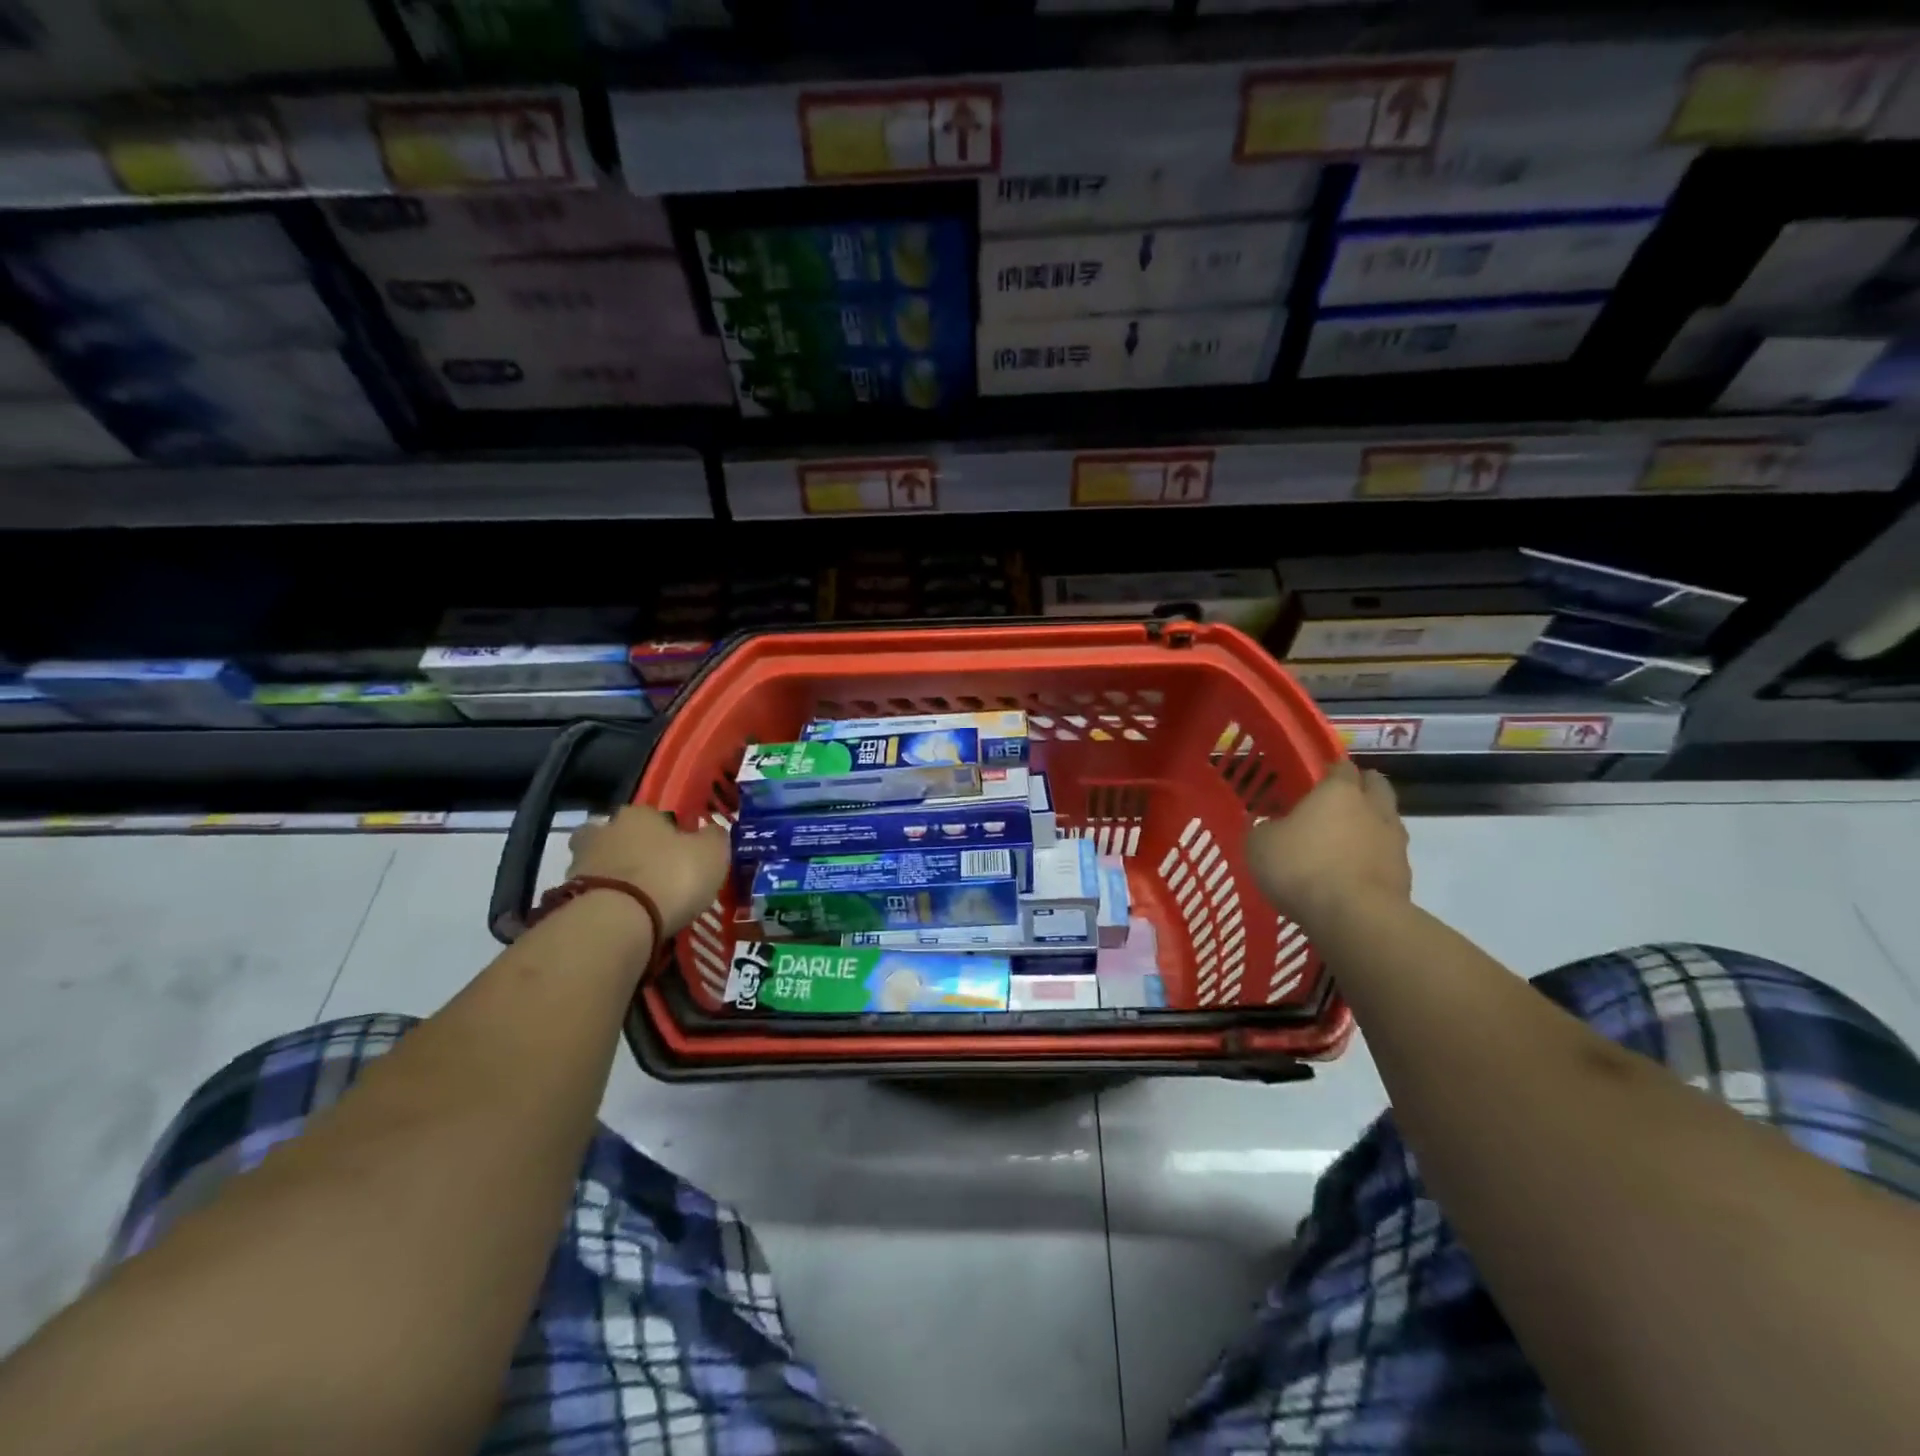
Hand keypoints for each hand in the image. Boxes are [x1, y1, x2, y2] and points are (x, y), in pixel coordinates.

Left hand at [567, 805, 729, 935]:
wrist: (617, 921)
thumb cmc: (671, 877)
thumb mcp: (712, 854)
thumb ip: (714, 838)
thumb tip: (712, 831)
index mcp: (639, 814)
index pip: (654, 815)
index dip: (668, 833)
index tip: (681, 854)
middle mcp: (605, 831)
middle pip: (617, 836)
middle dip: (630, 850)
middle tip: (651, 873)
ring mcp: (581, 864)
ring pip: (600, 865)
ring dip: (615, 878)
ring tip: (637, 902)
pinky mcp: (567, 898)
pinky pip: (592, 896)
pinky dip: (605, 904)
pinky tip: (623, 919)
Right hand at [1246, 761, 1410, 929]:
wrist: (1354, 918)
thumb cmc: (1301, 868)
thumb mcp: (1259, 845)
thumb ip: (1265, 830)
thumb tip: (1269, 828)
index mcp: (1338, 792)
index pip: (1341, 767)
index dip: (1330, 770)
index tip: (1316, 779)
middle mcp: (1373, 808)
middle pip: (1376, 786)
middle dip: (1362, 787)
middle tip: (1339, 801)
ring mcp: (1394, 842)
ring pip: (1387, 821)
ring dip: (1372, 824)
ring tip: (1347, 841)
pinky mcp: (1404, 875)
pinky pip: (1389, 856)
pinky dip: (1375, 858)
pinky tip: (1355, 873)